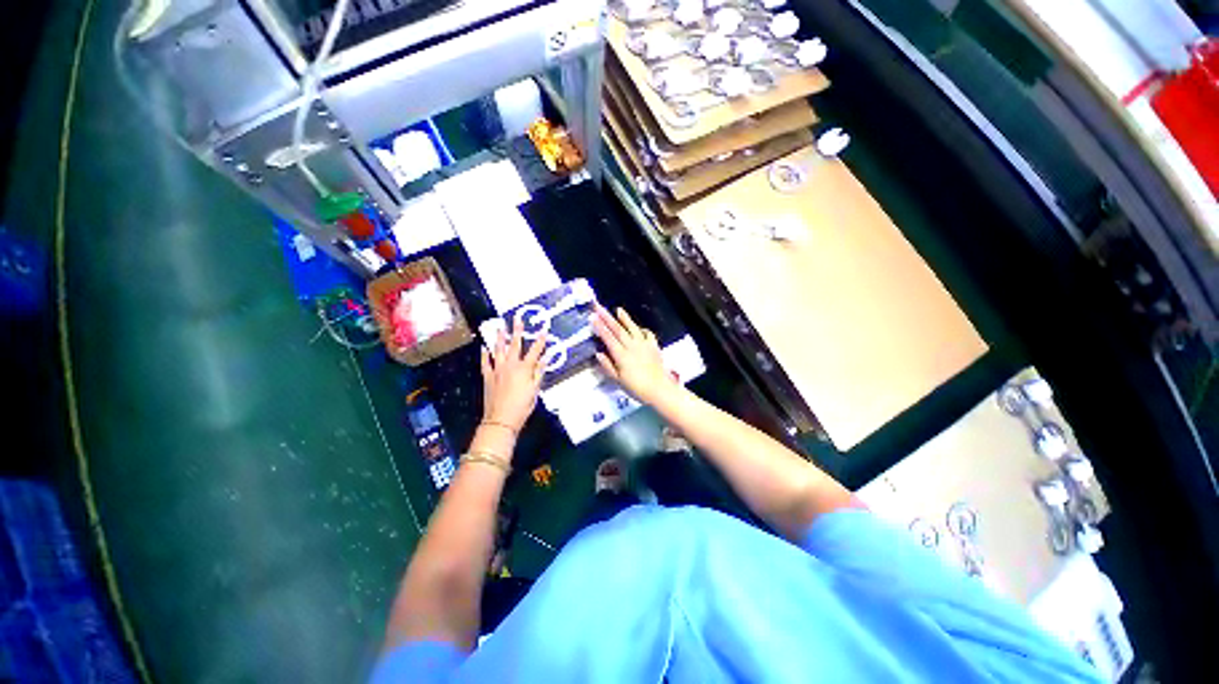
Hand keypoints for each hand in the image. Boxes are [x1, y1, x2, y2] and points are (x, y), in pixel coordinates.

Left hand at [481, 314, 548, 433]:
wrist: (501, 419)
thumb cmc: (522, 406)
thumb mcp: (535, 390)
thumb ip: (539, 372)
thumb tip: (546, 357)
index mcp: (524, 369)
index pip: (535, 351)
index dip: (541, 340)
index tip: (544, 329)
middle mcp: (510, 365)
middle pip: (515, 345)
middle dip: (517, 331)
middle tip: (517, 318)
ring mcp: (497, 370)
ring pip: (498, 350)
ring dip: (500, 338)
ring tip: (500, 327)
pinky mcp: (488, 377)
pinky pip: (485, 363)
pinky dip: (484, 355)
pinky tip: (484, 347)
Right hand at [592, 305, 676, 405]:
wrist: (659, 389)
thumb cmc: (637, 388)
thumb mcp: (618, 380)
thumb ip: (608, 366)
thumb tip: (599, 353)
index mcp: (621, 355)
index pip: (608, 338)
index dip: (600, 327)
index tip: (593, 317)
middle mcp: (632, 346)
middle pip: (618, 329)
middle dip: (607, 317)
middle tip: (599, 307)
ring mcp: (644, 344)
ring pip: (633, 328)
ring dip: (625, 318)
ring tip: (618, 309)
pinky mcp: (654, 346)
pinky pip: (648, 334)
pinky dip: (642, 329)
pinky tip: (640, 328)